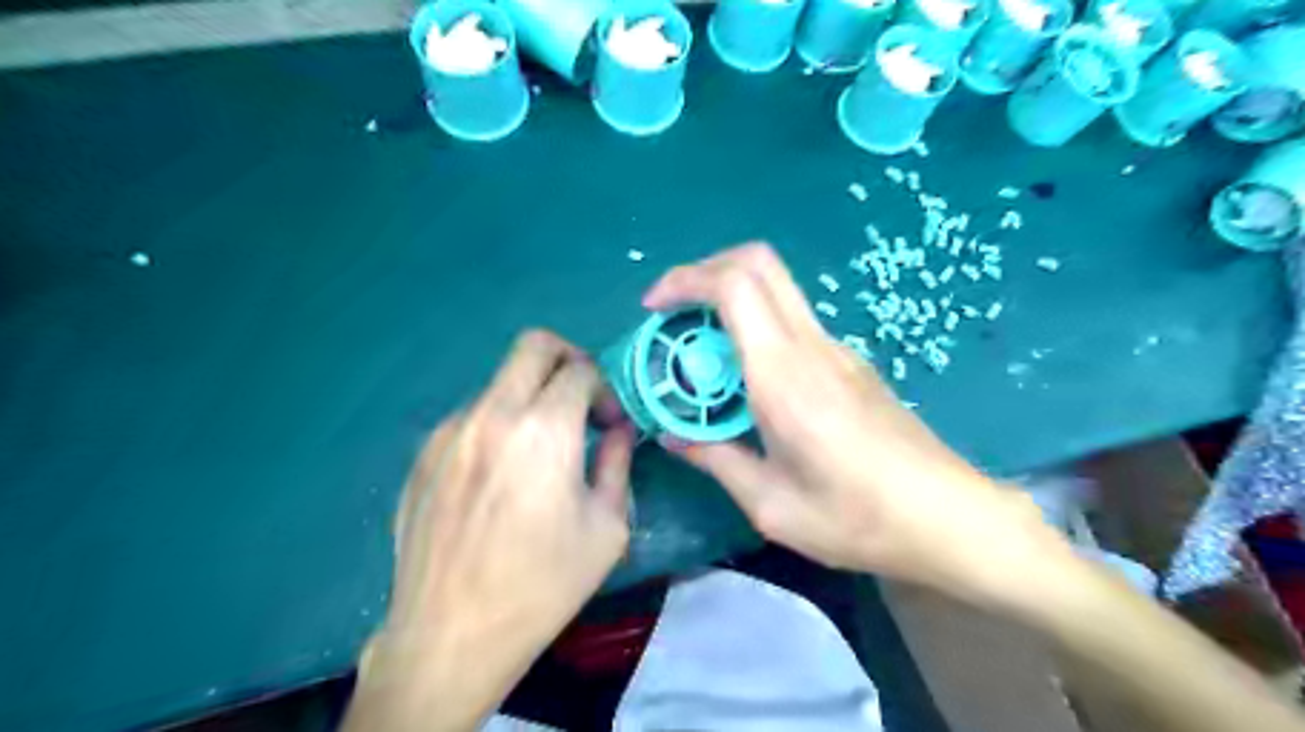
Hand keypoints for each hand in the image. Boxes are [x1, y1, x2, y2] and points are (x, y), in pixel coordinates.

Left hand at [343, 333, 634, 731]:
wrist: (451, 635)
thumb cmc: (543, 585)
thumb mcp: (607, 527)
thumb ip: (618, 463)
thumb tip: (619, 431)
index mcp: (544, 430)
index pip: (582, 370)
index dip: (606, 390)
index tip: (610, 425)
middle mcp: (493, 415)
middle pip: (534, 345)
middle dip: (569, 359)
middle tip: (582, 400)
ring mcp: (451, 431)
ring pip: (501, 382)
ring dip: (531, 398)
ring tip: (539, 451)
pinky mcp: (424, 453)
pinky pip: (472, 417)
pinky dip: (498, 425)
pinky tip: (500, 476)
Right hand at [641, 246, 1059, 607]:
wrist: (949, 518)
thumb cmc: (856, 518)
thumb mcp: (771, 504)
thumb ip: (715, 460)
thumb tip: (672, 436)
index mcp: (784, 375)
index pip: (734, 286)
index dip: (685, 281)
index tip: (654, 308)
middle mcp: (811, 346)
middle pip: (758, 263)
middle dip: (705, 271)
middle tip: (674, 313)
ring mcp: (837, 349)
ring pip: (776, 289)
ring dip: (730, 299)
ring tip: (700, 350)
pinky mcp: (850, 363)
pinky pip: (792, 322)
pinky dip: (755, 326)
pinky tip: (745, 379)